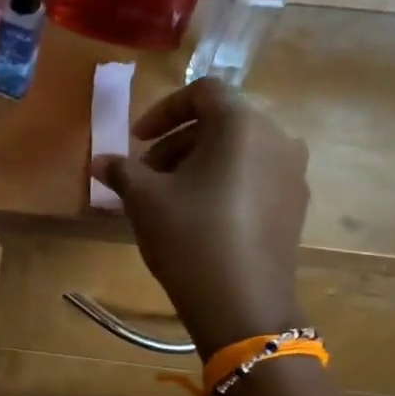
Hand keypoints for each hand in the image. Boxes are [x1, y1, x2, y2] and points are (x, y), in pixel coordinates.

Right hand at [90, 79, 308, 356]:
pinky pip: (254, 177)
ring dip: (199, 163)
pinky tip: (201, 217)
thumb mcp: (144, 200)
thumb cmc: (189, 237)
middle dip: (177, 142)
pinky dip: (224, 183)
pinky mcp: (295, 205)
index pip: (203, 92)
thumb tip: (100, 161)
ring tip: (170, 198)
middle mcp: (276, 138)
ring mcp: (292, 173)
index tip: (136, 141)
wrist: (241, 303)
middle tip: (146, 175)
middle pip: (221, 122)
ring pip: (238, 152)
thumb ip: (122, 171)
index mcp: (242, 124)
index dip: (163, 111)